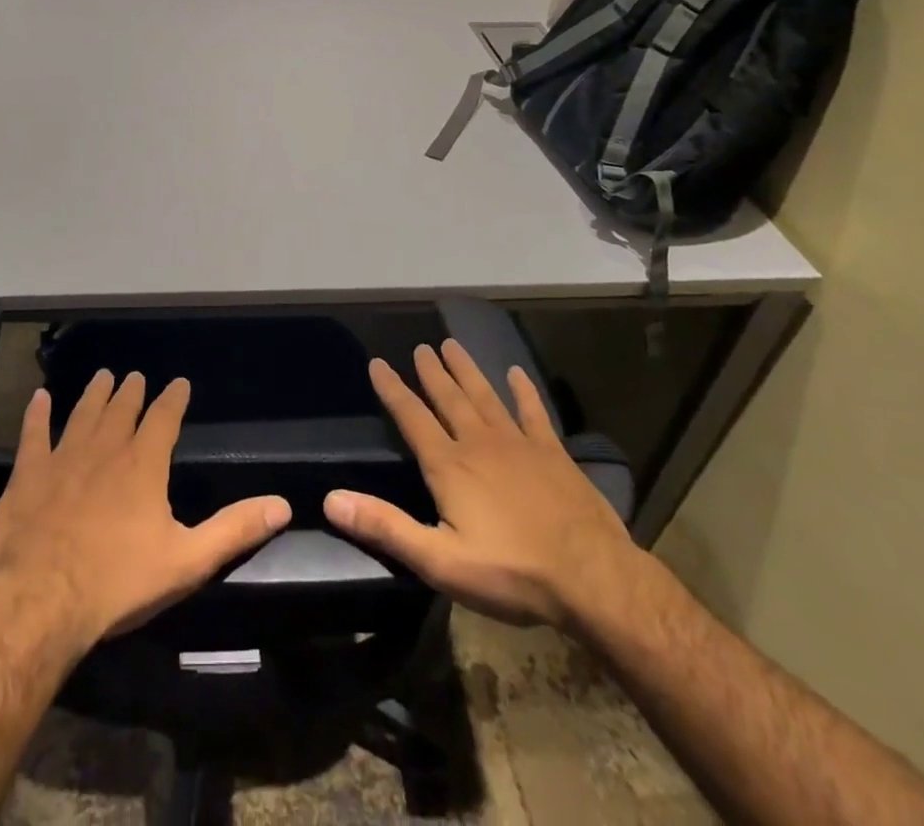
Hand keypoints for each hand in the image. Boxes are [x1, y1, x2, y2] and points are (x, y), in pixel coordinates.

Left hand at [0, 371, 292, 653]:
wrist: (41, 601)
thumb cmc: (118, 582)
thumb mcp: (187, 561)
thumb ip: (234, 530)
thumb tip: (283, 505)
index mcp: (143, 465)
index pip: (164, 418)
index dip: (173, 398)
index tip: (179, 383)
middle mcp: (105, 450)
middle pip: (121, 410)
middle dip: (131, 392)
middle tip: (134, 376)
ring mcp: (63, 458)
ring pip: (82, 414)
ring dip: (94, 394)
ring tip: (102, 376)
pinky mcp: (28, 475)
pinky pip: (33, 435)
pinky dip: (37, 415)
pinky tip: (39, 398)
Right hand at [323, 340, 636, 629]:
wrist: (592, 579)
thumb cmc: (511, 572)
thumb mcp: (439, 561)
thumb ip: (385, 527)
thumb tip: (331, 499)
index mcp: (449, 465)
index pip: (411, 417)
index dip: (392, 389)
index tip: (378, 363)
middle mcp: (479, 443)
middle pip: (448, 398)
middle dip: (432, 372)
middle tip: (421, 347)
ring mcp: (519, 444)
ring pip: (485, 396)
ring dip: (467, 370)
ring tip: (453, 345)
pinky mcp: (553, 453)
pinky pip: (534, 412)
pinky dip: (524, 391)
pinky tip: (516, 373)